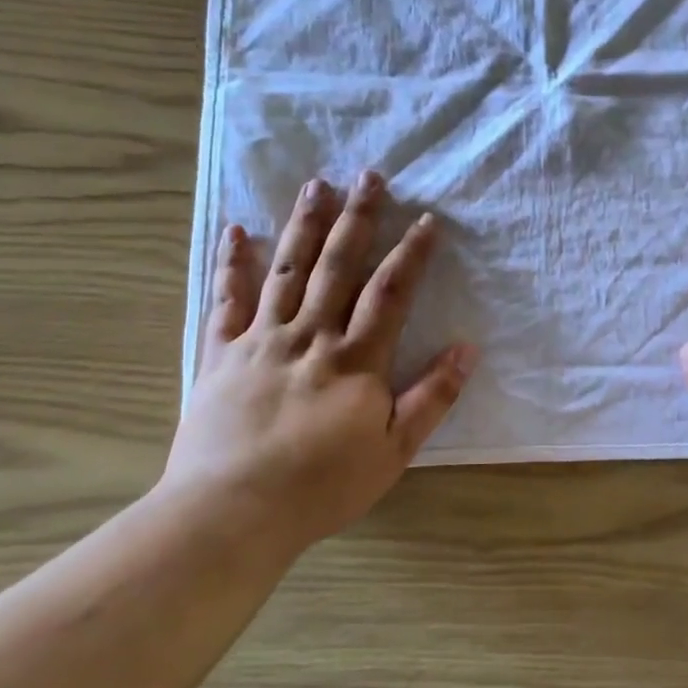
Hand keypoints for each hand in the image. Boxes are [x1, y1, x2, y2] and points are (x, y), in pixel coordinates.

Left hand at [161, 171, 475, 551]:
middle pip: (338, 265)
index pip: (390, 292)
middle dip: (358, 218)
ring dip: (304, 224)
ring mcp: (260, 339)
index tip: (426, 219)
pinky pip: (226, 299)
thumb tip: (467, 348)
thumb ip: (433, 397)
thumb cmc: (322, 486)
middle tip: (370, 175)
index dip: (411, 253)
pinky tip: (237, 230)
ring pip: (286, 269)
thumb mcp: (394, 450)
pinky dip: (232, 263)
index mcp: (355, 358)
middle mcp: (309, 335)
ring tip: (317, 184)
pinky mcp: (219, 353)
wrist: (231, 512)